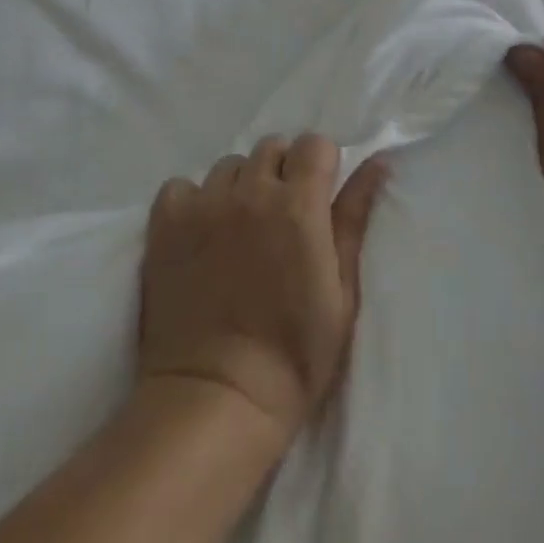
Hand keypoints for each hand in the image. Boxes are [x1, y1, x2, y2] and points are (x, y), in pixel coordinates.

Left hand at [138, 134, 387, 445]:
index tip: (318, 196)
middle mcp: (250, 191)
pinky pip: (182, 186)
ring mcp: (204, 203)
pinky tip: (198, 233)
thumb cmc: (294, 355)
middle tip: (280, 217)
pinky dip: (192, 201)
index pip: (314, 144)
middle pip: (271, 148)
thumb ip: (354, 218)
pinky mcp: (166, 222)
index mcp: (298, 204)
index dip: (320, 166)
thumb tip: (377, 161)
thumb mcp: (342, 292)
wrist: (216, 398)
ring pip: (228, 166)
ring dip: (239, 187)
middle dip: (282, 172)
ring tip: (238, 228)